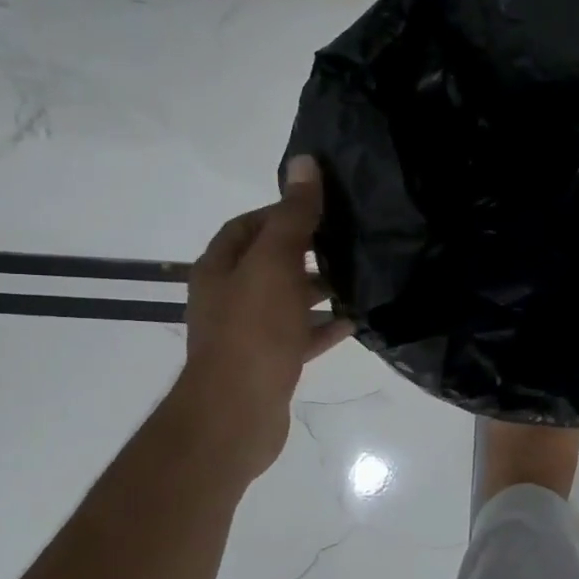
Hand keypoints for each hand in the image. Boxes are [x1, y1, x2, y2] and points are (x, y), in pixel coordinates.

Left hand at [180, 156, 353, 483]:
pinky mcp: (269, 362)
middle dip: (306, 250)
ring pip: (288, 300)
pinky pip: (300, 335)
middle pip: (270, 262)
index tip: (322, 207)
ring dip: (319, 289)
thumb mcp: (274, 264)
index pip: (247, 226)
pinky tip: (355, 321)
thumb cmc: (253, 332)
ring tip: (359, 277)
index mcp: (219, 268)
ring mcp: (249, 332)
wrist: (237, 415)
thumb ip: (292, 216)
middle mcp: (229, 297)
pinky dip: (324, 326)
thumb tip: (304, 163)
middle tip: (349, 240)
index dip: (281, 211)